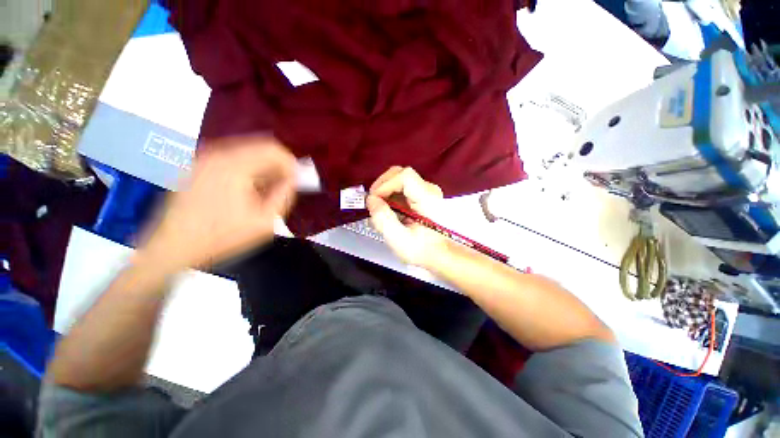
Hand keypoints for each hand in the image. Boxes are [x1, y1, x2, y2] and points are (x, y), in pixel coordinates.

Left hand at [137, 136, 296, 270]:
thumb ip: (284, 196)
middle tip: (281, 187)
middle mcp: (217, 154)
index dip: (290, 165)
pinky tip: (245, 190)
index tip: (294, 182)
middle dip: (276, 166)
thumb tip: (293, 179)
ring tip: (264, 191)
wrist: (172, 248)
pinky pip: (231, 159)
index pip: (273, 149)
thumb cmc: (221, 237)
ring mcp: (204, 158)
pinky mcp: (196, 166)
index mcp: (234, 165)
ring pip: (246, 153)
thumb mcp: (264, 221)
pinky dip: (246, 170)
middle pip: (260, 147)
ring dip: (262, 169)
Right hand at [366, 166, 447, 267]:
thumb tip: (371, 200)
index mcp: (428, 199)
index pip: (405, 176)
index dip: (385, 184)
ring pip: (398, 179)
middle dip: (382, 186)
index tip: (374, 200)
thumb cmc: (421, 250)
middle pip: (400, 173)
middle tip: (373, 203)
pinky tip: (386, 210)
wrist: (438, 254)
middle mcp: (429, 189)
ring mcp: (425, 191)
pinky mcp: (421, 195)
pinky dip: (389, 195)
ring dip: (384, 191)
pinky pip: (401, 187)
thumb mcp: (399, 239)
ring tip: (378, 209)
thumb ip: (383, 219)